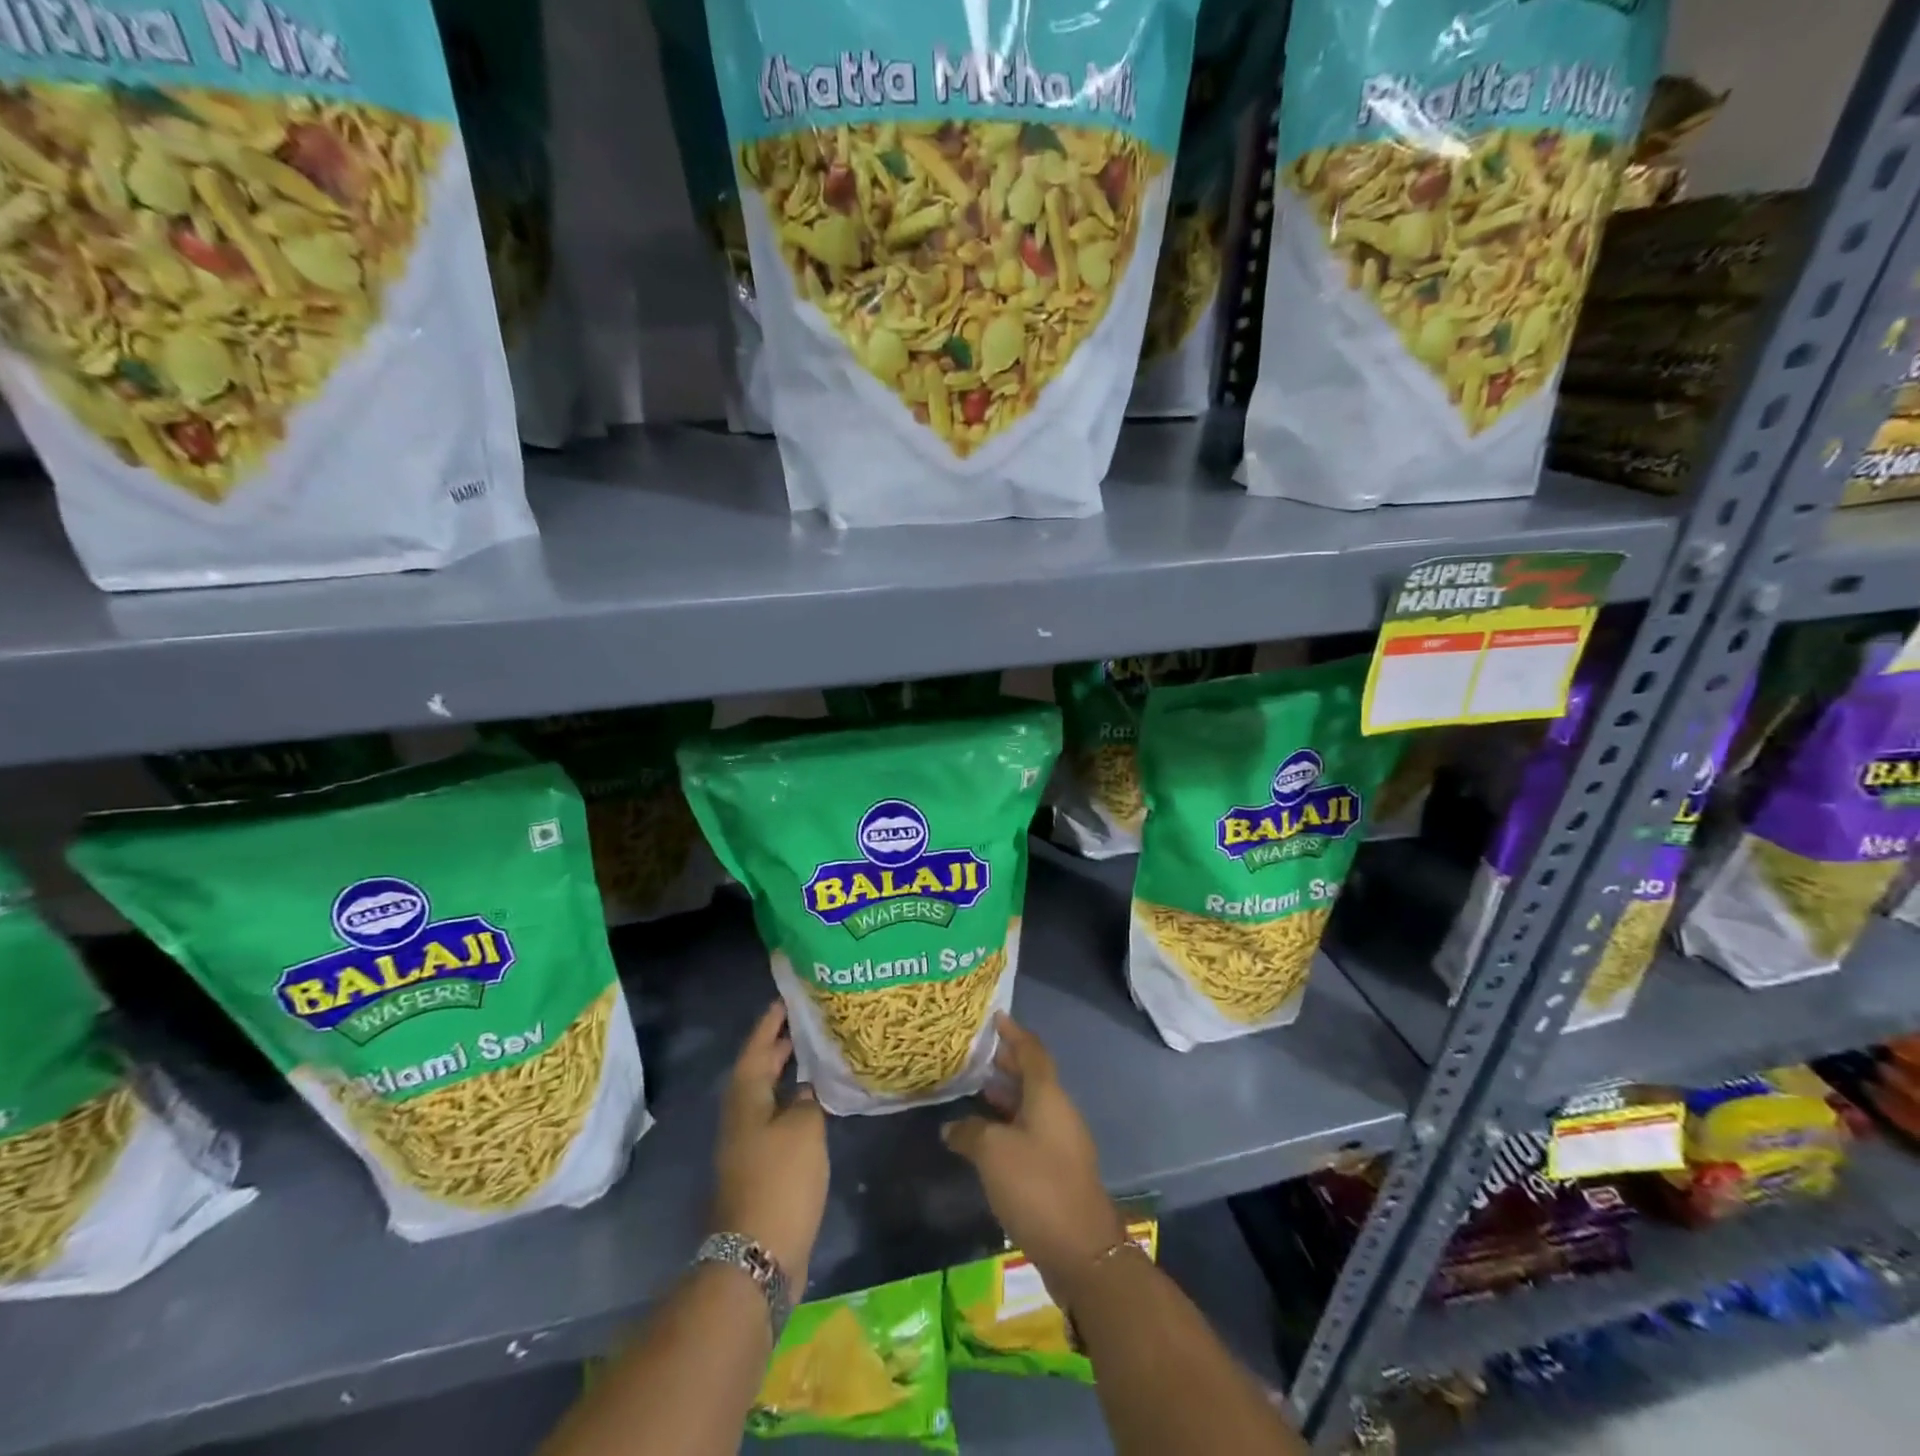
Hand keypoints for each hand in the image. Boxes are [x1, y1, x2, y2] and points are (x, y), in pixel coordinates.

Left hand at [712, 1002, 828, 1290]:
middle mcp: (740, 1117)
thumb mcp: (804, 1129)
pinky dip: (793, 1104)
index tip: (786, 999)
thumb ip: (807, 1099)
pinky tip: (816, 1105)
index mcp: (745, 1099)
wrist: (759, 1255)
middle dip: (779, 1046)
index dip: (770, 1023)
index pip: (756, 1048)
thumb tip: (804, 1089)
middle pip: (758, 1071)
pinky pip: (775, 1120)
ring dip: (787, 1075)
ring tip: (815, 1056)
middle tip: (806, 1022)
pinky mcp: (760, 1169)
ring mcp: (747, 1145)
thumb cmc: (781, 1180)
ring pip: (767, 1096)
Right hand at [942, 1013, 1125, 1293]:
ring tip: (974, 1089)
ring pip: (1030, 1106)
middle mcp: (1058, 1111)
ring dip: (1005, 1095)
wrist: (1082, 1251)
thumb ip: (970, 1132)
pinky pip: (1031, 1132)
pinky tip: (985, 1137)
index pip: (1032, 1051)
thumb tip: (952, 1128)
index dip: (1013, 1033)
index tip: (995, 1017)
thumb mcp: (993, 1153)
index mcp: (1048, 1096)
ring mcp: (1062, 1142)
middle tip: (975, 1053)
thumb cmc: (1037, 1186)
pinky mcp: (1058, 1170)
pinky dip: (1009, 1124)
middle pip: (1032, 1076)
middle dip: (1006, 1062)